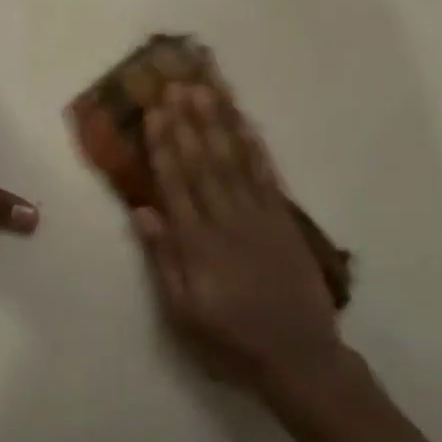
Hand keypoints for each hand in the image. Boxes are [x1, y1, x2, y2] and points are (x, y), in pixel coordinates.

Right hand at [133, 84, 342, 393]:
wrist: (299, 356)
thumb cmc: (231, 340)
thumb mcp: (184, 312)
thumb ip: (164, 260)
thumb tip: (142, 211)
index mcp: (198, 244)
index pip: (176, 183)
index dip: (164, 145)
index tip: (155, 112)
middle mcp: (227, 220)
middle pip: (204, 162)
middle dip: (188, 121)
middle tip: (176, 84)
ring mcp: (259, 216)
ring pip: (235, 160)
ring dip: (219, 123)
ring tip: (205, 90)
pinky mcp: (284, 219)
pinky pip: (267, 176)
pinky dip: (255, 147)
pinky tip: (245, 123)